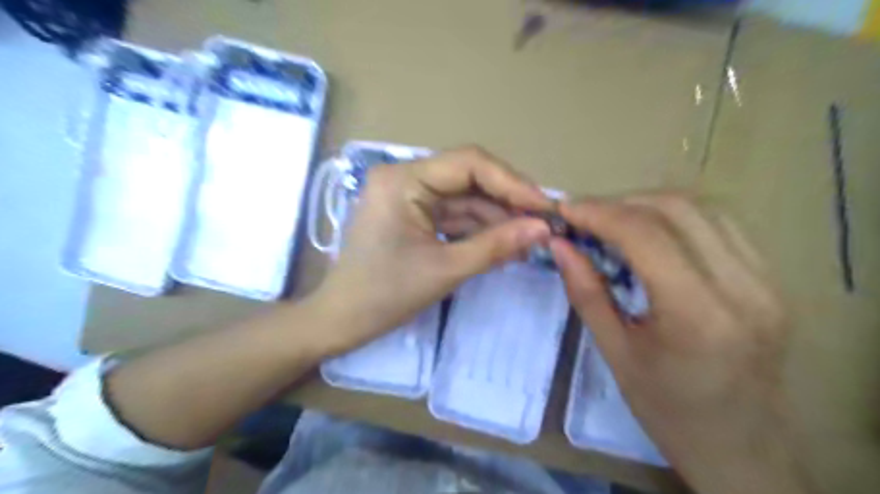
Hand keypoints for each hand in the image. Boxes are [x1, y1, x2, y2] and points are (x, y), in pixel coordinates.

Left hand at [315, 145, 547, 353]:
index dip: (511, 182)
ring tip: (530, 239)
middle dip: (507, 202)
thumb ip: (497, 245)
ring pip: (465, 199)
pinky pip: (454, 215)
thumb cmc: (384, 296)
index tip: (545, 206)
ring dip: (497, 218)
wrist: (342, 321)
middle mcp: (405, 177)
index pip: (468, 163)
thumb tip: (543, 228)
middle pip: (469, 179)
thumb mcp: (445, 269)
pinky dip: (479, 229)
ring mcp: (409, 196)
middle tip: (543, 223)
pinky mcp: (413, 215)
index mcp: (403, 180)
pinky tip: (505, 243)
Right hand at [548, 193, 814, 493]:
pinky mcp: (772, 280)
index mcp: (697, 315)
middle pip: (676, 210)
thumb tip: (559, 245)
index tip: (565, 210)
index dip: (599, 213)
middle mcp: (742, 287)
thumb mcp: (615, 353)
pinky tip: (650, 232)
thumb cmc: (667, 410)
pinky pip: (720, 226)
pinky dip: (676, 217)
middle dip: (620, 203)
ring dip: (648, 205)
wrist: (740, 448)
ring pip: (702, 209)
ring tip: (611, 220)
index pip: (645, 235)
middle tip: (583, 215)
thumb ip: (586, 291)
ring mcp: (766, 280)